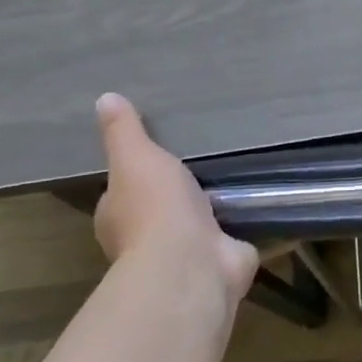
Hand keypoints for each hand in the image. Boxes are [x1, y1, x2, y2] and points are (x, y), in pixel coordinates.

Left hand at [93, 93, 258, 305]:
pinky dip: (240, 229)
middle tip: (201, 168)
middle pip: (159, 212)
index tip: (157, 159)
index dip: (136, 177)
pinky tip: (256, 208)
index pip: (123, 194)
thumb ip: (124, 132)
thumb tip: (104, 98)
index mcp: (118, 218)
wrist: (192, 262)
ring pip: (197, 227)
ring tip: (233, 183)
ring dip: (210, 214)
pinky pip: (231, 240)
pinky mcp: (220, 262)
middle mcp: (146, 242)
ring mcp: (185, 256)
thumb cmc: (155, 208)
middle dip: (177, 197)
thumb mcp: (136, 157)